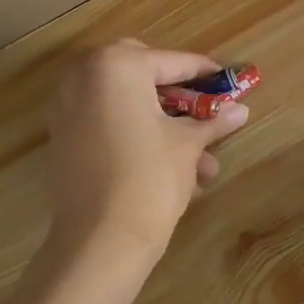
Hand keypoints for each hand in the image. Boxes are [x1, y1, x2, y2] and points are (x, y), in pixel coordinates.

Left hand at [43, 40, 249, 278]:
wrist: (100, 241)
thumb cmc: (149, 179)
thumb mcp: (188, 145)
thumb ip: (212, 120)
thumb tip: (241, 110)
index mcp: (116, 65)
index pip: (171, 62)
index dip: (204, 73)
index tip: (228, 80)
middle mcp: (84, 75)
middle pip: (142, 73)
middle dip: (176, 92)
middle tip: (203, 109)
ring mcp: (67, 106)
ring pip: (126, 103)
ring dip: (162, 123)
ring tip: (203, 163)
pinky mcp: (62, 137)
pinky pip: (107, 123)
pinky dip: (135, 134)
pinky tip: (170, 166)